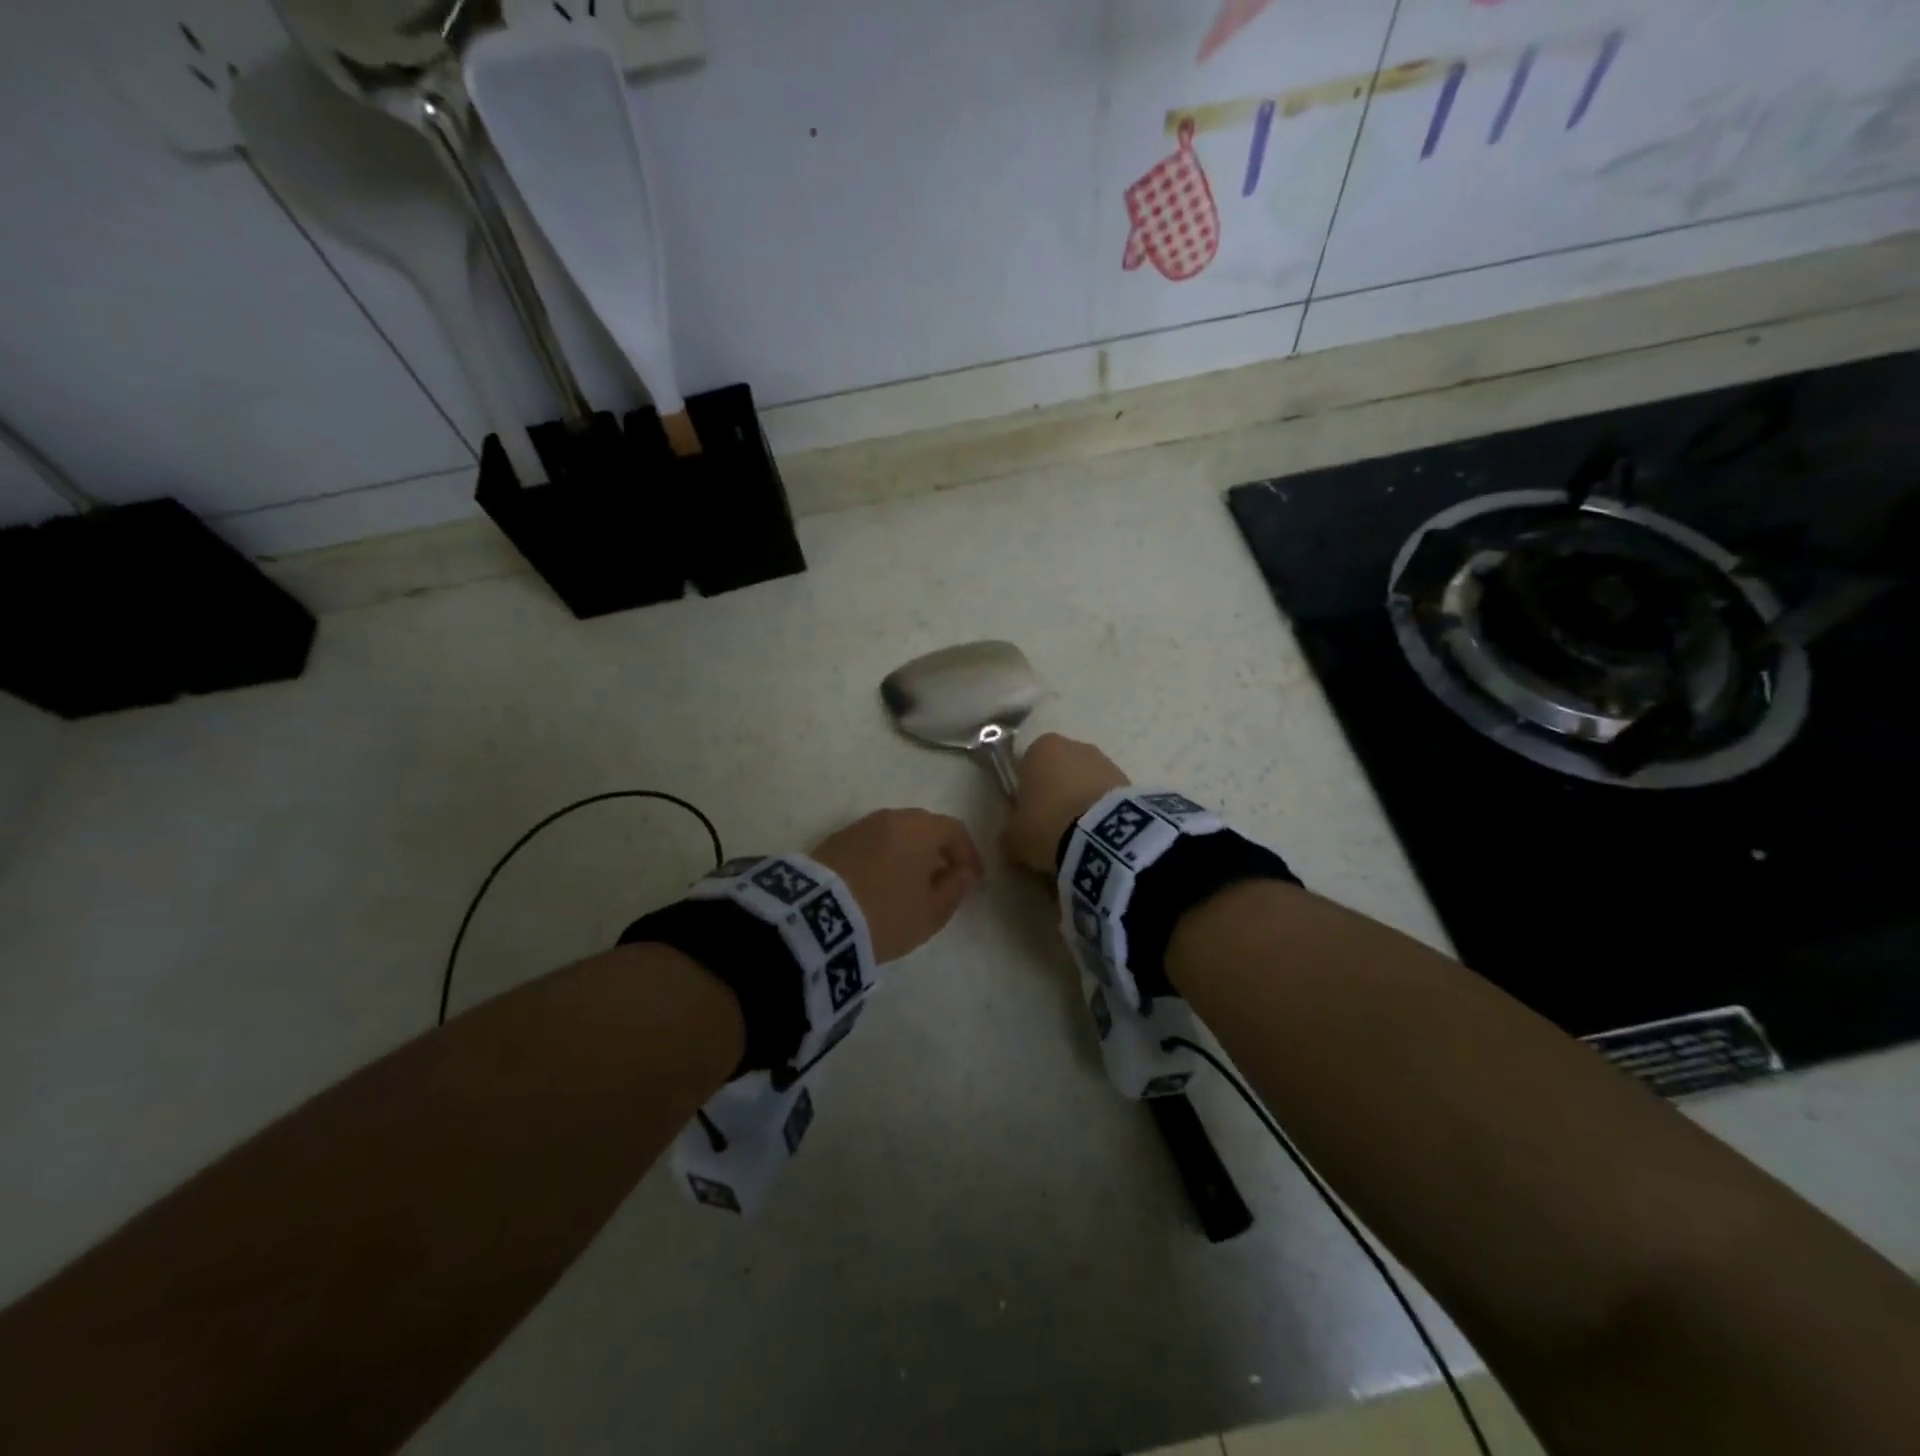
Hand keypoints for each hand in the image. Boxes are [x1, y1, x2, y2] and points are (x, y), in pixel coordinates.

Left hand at [812, 810, 983, 961]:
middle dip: (938, 852)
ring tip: (910, 886)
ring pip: (896, 834)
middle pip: (925, 827)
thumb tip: (963, 872)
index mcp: (921, 828)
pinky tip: (881, 884)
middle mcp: (892, 817)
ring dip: (909, 854)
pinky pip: (872, 843)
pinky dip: (884, 858)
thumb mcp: (931, 912)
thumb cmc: (887, 913)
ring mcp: (861, 826)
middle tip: (942, 881)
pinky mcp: (836, 840)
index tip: (972, 880)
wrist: (817, 917)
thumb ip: (955, 888)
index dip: (968, 854)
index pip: (955, 830)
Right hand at [1002, 734, 1129, 875]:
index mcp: (1041, 748)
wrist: (1103, 836)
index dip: (1027, 791)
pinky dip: (1101, 812)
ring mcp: (1106, 760)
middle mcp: (1074, 745)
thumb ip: (1011, 832)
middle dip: (1056, 794)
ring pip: (1085, 782)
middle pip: (1059, 770)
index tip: (1029, 816)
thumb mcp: (1015, 837)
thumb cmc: (1047, 825)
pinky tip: (1098, 836)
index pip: (1027, 765)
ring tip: (1078, 838)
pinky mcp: (1130, 780)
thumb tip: (1013, 837)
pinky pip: (1106, 796)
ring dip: (1081, 802)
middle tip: (1052, 828)